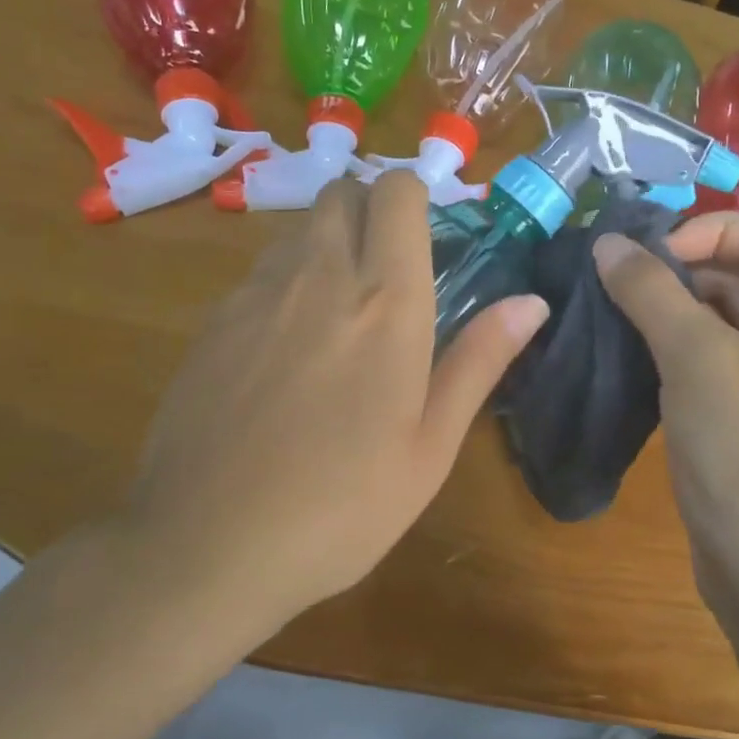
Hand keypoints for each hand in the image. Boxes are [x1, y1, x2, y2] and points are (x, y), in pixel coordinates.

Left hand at [113, 171, 547, 628]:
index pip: (397, 193)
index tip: (429, 238)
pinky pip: (261, 271)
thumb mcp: (430, 446)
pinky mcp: (213, 321)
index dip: (415, 198)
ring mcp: (256, 294)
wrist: (207, 547)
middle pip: (342, 191)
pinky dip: (286, 280)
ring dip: (328, 241)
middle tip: (389, 268)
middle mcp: (318, 277)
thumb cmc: (342, 506)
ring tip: (341, 310)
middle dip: (370, 207)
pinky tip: (287, 348)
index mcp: (386, 302)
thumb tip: (531, 302)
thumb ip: (479, 361)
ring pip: (299, 227)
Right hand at [594, 213, 738, 593]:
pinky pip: (713, 362)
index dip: (706, 231)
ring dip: (671, 311)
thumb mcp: (696, 358)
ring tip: (612, 313)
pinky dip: (675, 350)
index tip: (648, 254)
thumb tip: (607, 242)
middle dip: (680, 271)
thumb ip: (649, 291)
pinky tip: (630, 355)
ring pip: (722, 322)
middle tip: (616, 280)